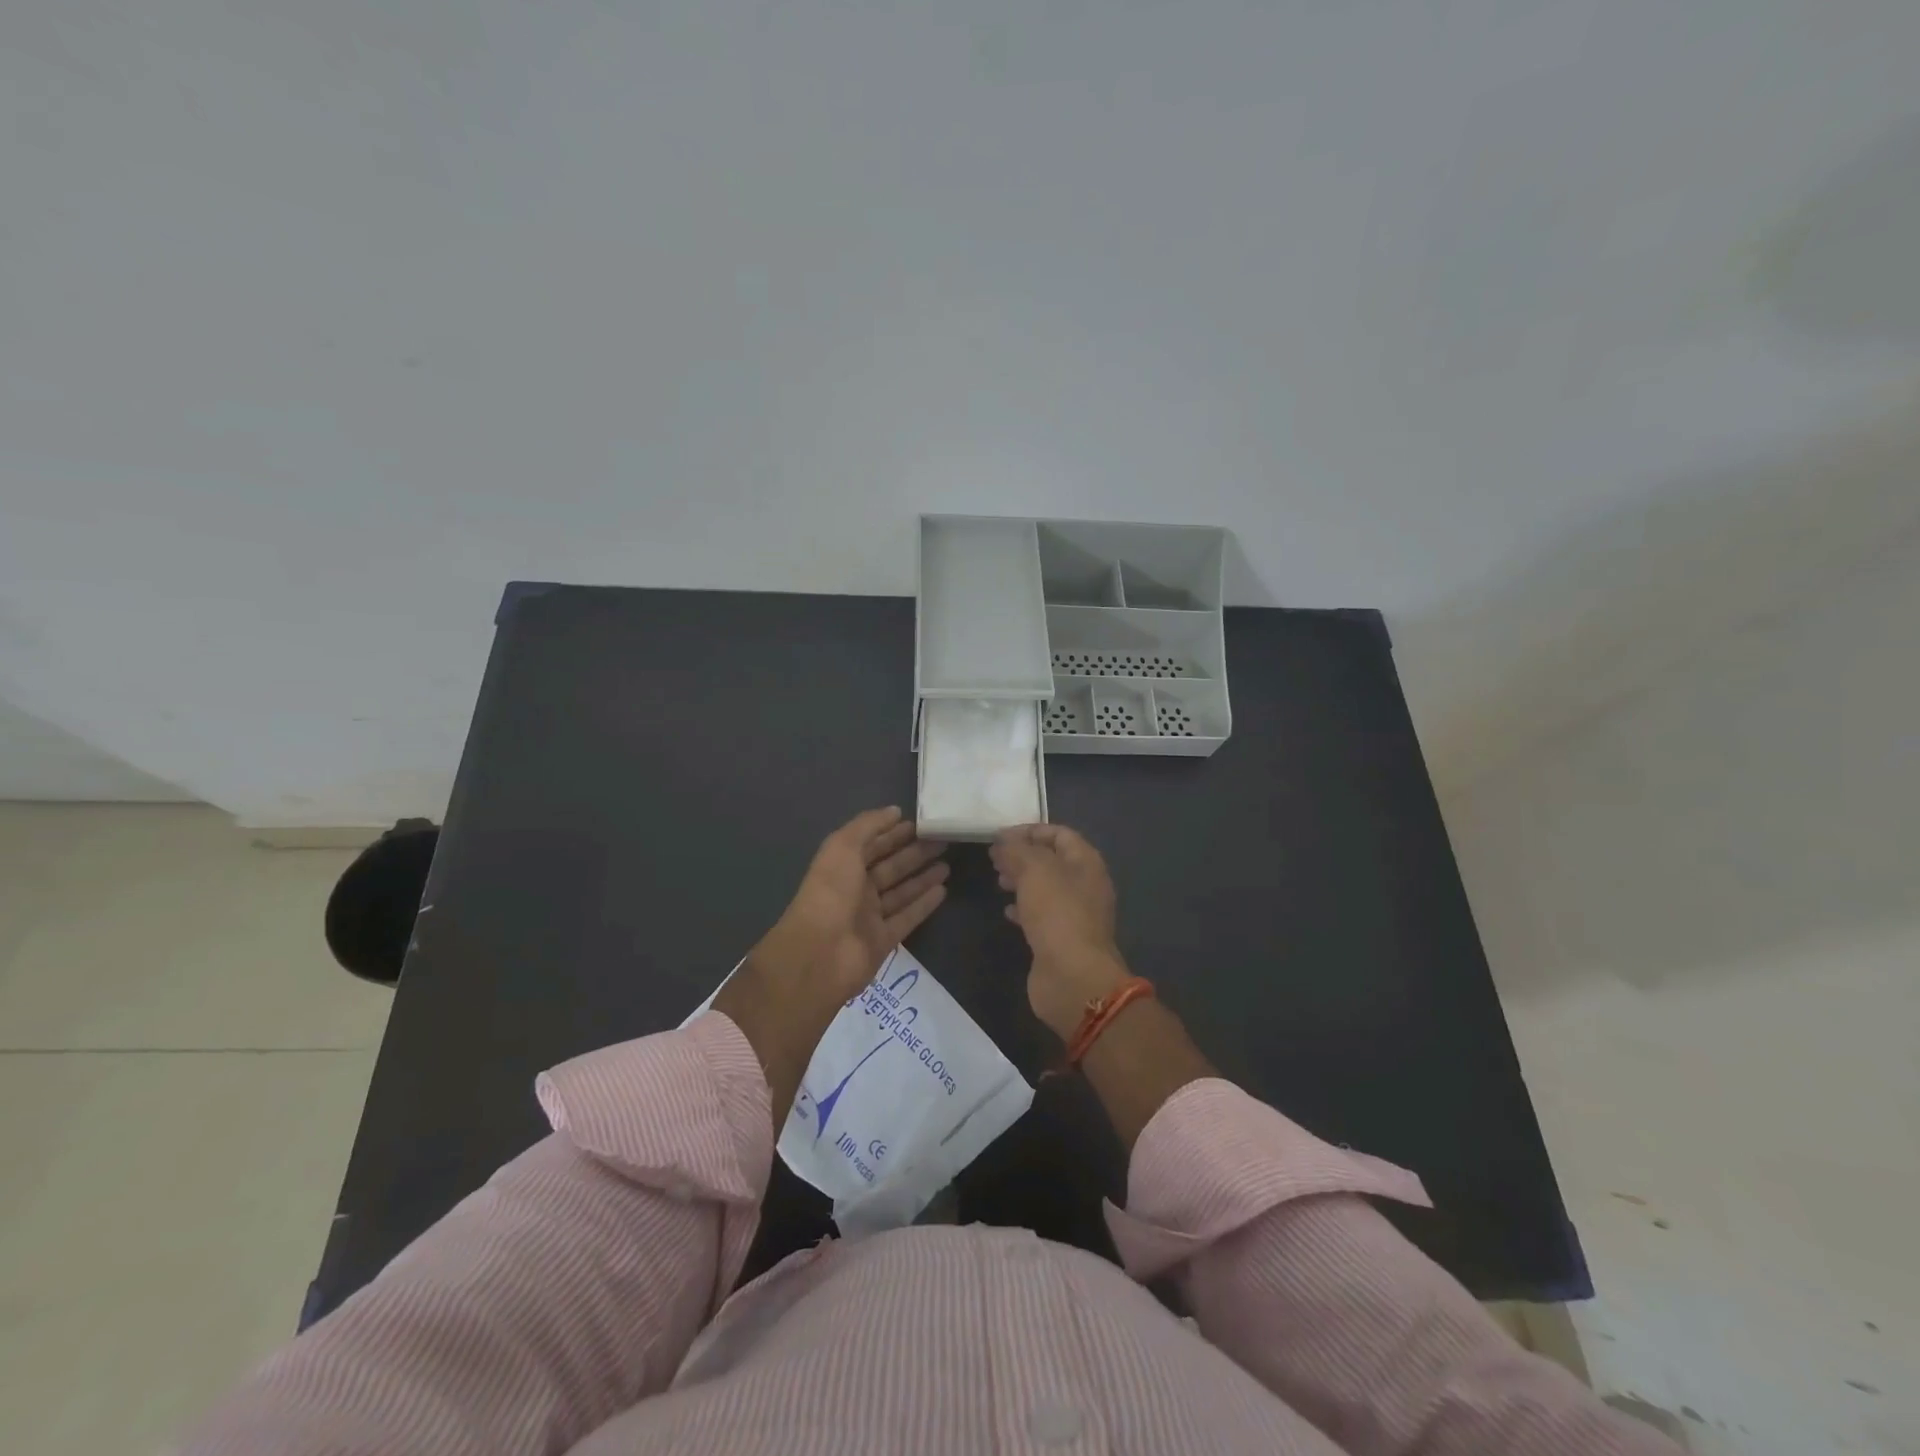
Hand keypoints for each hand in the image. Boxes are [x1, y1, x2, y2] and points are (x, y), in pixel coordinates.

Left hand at [744, 806, 948, 1002]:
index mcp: (842, 866)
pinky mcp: (883, 940)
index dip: (893, 833)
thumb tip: (894, 811)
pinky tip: (943, 890)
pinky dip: (924, 904)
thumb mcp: (843, 847)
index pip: (872, 844)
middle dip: (914, 853)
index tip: (920, 823)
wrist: (820, 954)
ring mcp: (869, 917)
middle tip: (943, 840)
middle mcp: (855, 890)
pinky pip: (907, 918)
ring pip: (901, 892)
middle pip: (889, 867)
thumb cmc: (830, 893)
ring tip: (948, 863)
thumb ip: (868, 825)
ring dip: (923, 877)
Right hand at [990, 823, 1130, 1039]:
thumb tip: (1003, 841)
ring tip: (997, 879)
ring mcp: (1074, 914)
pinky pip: (1041, 915)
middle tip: (994, 857)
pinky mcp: (1061, 939)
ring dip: (1021, 880)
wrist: (1072, 977)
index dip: (1030, 830)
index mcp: (1086, 863)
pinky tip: (1006, 911)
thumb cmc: (1058, 914)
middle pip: (1052, 861)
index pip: (1059, 834)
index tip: (1000, 836)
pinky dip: (1023, 908)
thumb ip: (1017, 850)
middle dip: (1023, 855)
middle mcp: (1085, 885)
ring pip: (1045, 888)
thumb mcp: (1035, 870)